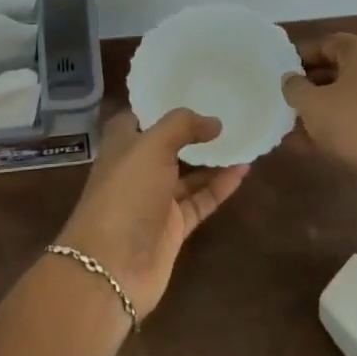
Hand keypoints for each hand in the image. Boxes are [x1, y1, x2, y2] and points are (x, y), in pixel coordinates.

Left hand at [56, 109, 249, 321]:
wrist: (112, 267)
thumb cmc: (125, 194)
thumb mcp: (151, 146)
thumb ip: (182, 126)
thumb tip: (214, 122)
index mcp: (122, 144)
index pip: (142, 115)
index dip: (164, 103)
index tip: (194, 88)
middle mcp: (138, 168)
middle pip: (169, 144)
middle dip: (194, 130)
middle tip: (228, 111)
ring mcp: (156, 199)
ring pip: (189, 173)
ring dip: (213, 158)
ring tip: (244, 138)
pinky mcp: (173, 227)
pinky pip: (200, 200)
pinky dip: (220, 186)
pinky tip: (243, 170)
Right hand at [281, 33, 356, 187]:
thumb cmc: (355, 124)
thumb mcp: (312, 103)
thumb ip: (294, 87)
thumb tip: (290, 79)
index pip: (327, 44)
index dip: (300, 58)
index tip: (281, 75)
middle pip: (339, 70)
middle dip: (311, 86)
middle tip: (287, 101)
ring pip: (350, 97)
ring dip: (323, 109)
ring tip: (295, 127)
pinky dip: (341, 126)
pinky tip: (314, 146)